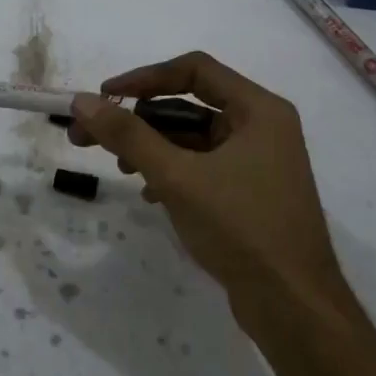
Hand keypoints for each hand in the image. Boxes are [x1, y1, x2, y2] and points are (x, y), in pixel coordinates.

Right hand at [68, 51, 343, 325]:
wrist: (293, 305)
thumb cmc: (241, 228)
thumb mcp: (176, 177)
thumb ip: (128, 136)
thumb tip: (82, 102)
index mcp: (258, 110)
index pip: (194, 70)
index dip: (143, 78)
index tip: (103, 97)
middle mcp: (262, 128)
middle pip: (189, 105)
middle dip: (138, 120)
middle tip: (88, 136)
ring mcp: (259, 163)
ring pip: (193, 139)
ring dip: (152, 148)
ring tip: (118, 169)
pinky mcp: (251, 194)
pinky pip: (203, 167)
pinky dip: (172, 173)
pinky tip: (150, 195)